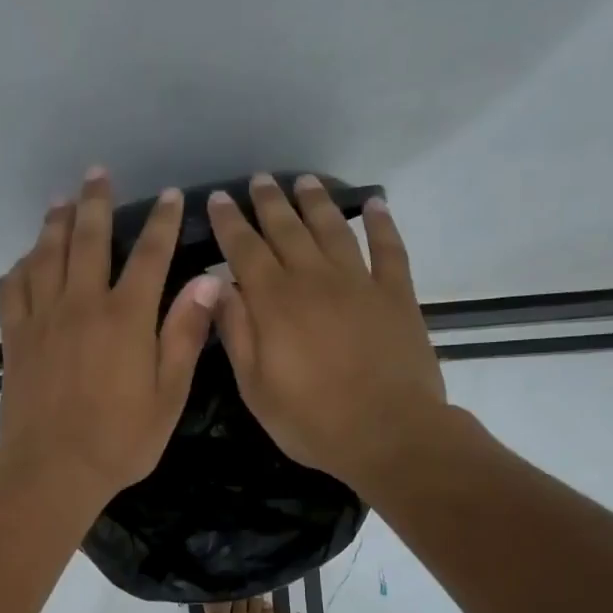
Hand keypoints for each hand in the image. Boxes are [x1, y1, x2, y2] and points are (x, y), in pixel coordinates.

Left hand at [0, 167, 220, 511]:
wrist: (52, 468)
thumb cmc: (120, 440)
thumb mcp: (168, 395)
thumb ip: (185, 334)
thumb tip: (209, 281)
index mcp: (126, 318)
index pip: (150, 255)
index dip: (163, 222)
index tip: (171, 196)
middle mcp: (82, 304)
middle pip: (89, 239)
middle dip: (96, 202)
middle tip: (98, 173)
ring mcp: (43, 318)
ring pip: (47, 255)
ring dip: (56, 222)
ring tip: (62, 200)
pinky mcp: (16, 337)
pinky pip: (15, 287)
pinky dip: (22, 265)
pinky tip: (27, 257)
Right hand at [207, 174, 449, 491]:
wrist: (388, 432)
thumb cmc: (311, 420)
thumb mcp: (255, 387)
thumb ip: (236, 332)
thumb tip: (216, 285)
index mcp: (274, 303)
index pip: (244, 250)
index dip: (230, 223)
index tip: (219, 198)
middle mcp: (314, 280)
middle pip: (287, 230)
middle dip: (269, 202)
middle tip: (259, 180)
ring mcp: (359, 283)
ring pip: (333, 229)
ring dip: (316, 202)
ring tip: (304, 181)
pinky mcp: (396, 294)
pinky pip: (389, 248)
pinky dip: (382, 223)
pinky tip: (376, 203)